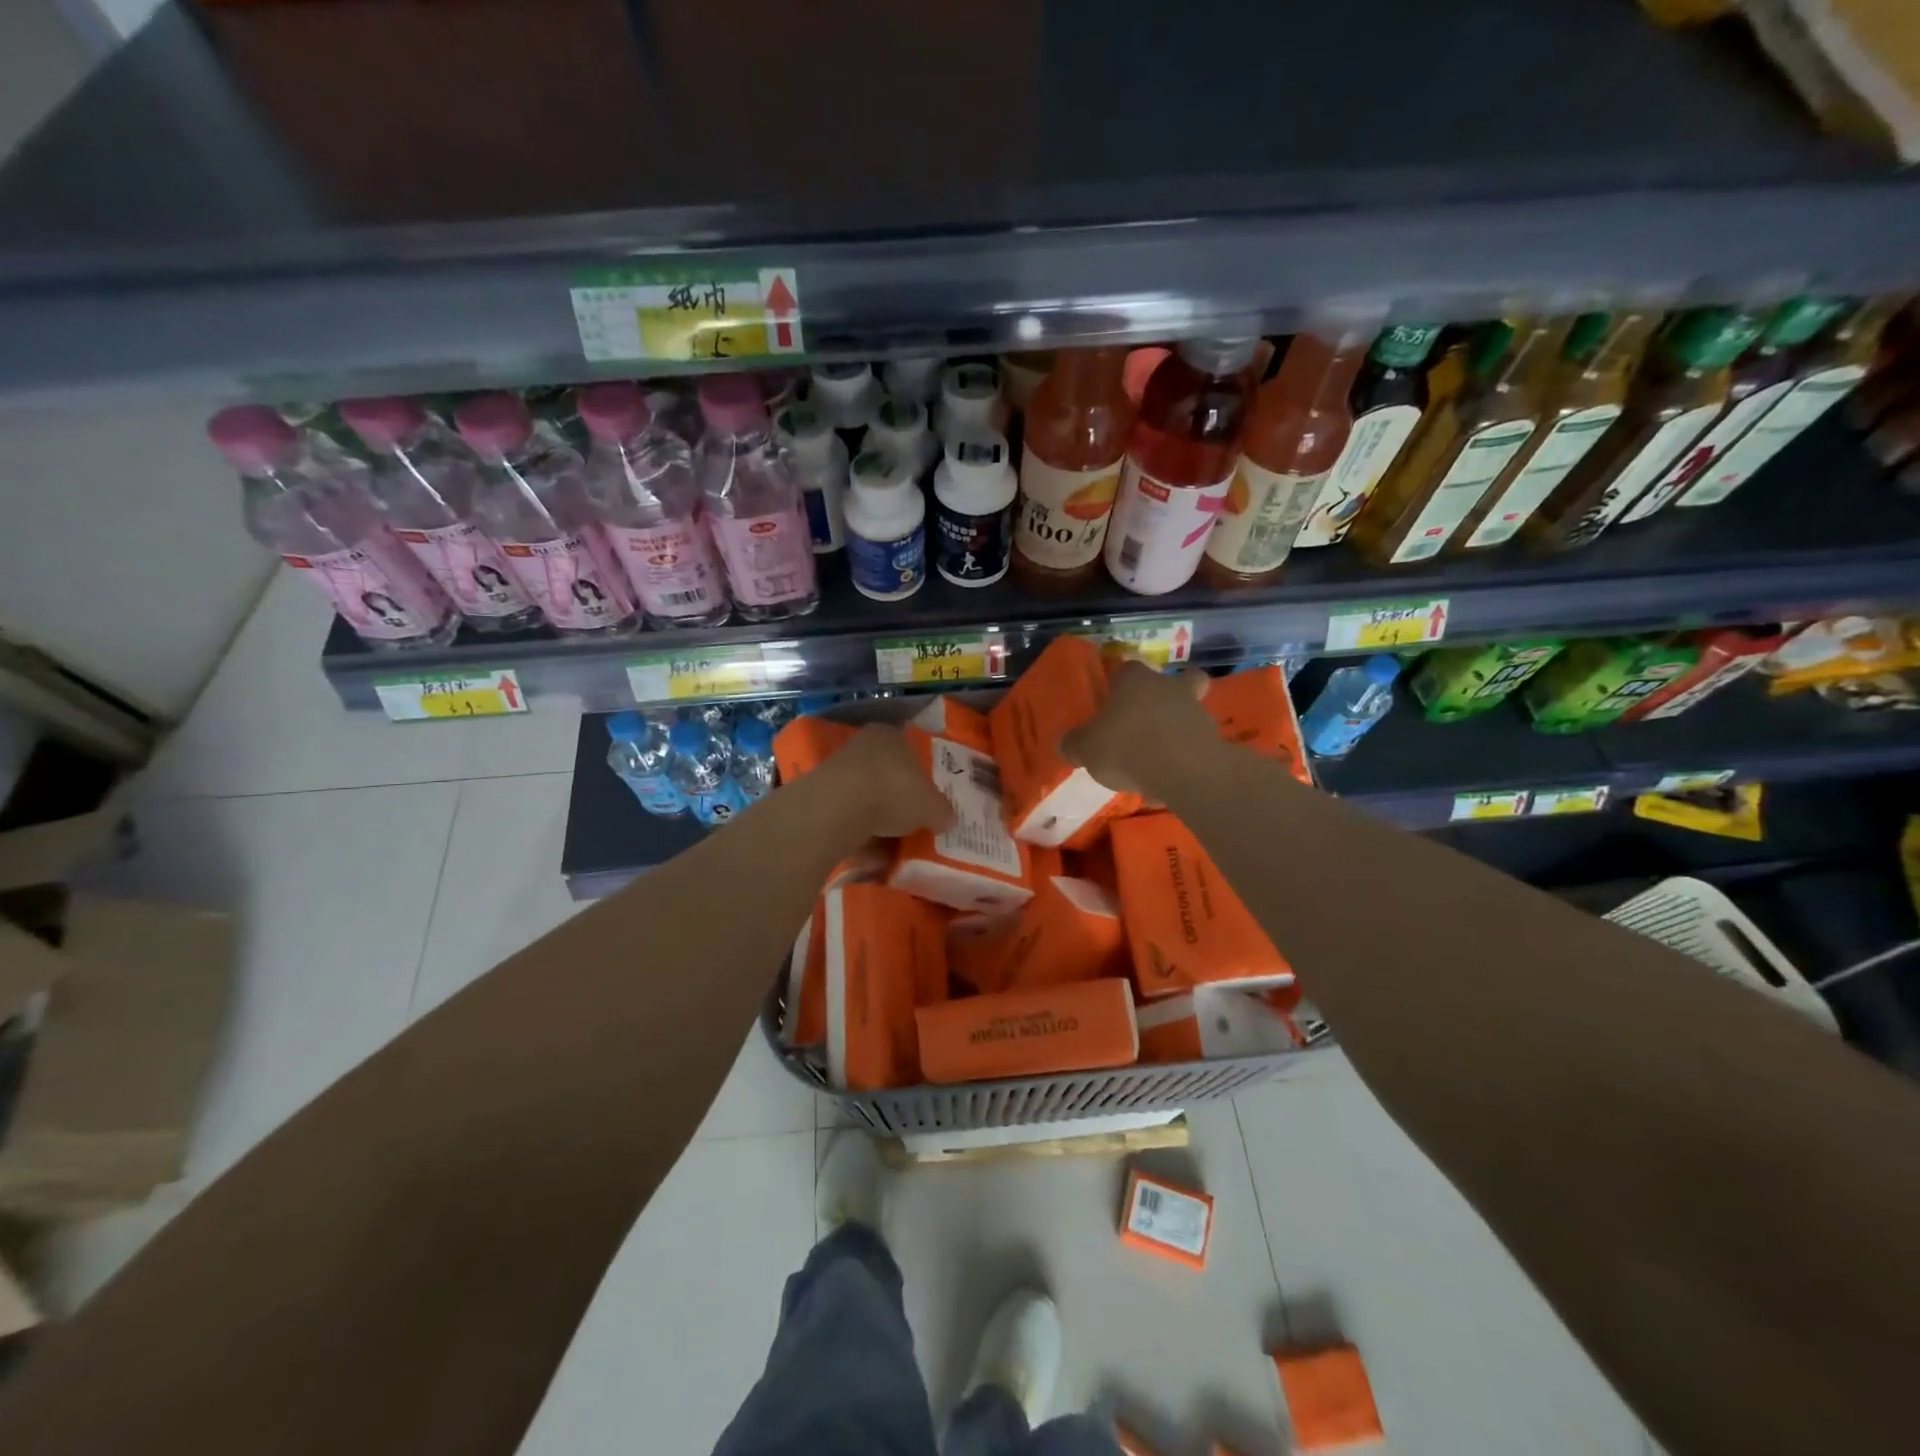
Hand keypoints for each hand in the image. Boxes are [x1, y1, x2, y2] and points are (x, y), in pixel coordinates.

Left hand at [815, 723, 953, 839]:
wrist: (840, 807)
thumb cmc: (895, 791)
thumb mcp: (933, 806)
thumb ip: (942, 811)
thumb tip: (948, 819)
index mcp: (892, 735)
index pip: (910, 750)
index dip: (921, 774)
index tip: (928, 797)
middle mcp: (864, 745)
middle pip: (887, 773)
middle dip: (899, 797)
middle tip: (914, 821)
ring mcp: (839, 769)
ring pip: (866, 795)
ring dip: (878, 817)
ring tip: (893, 842)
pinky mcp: (821, 795)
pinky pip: (849, 815)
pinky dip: (860, 831)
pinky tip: (871, 851)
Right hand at [1060, 660, 1214, 797]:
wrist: (1184, 770)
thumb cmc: (1127, 747)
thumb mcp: (1085, 749)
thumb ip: (1075, 744)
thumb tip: (1069, 744)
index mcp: (1134, 679)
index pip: (1126, 669)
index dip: (1119, 685)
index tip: (1111, 704)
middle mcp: (1167, 686)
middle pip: (1168, 684)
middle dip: (1159, 702)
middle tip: (1143, 725)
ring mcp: (1196, 711)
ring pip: (1184, 715)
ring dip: (1172, 734)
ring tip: (1152, 765)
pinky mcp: (1214, 738)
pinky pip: (1193, 746)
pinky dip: (1182, 760)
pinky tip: (1166, 784)